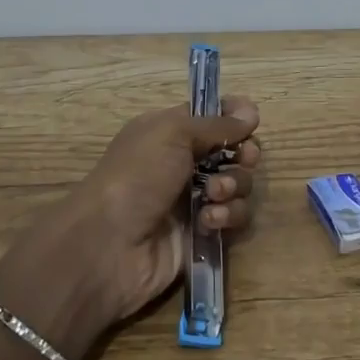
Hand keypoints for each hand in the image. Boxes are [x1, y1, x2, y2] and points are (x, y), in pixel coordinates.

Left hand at [0, 98, 261, 357]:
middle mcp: (184, 163)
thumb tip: (250, 114)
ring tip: (213, 196)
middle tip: (244, 158)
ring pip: (238, 184)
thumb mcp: (173, 133)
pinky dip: (227, 216)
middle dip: (244, 154)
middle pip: (234, 150)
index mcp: (170, 132)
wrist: (109, 245)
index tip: (250, 120)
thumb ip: (217, 123)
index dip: (235, 115)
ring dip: (233, 186)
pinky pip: (233, 217)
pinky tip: (209, 221)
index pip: (212, 115)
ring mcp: (194, 199)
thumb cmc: (137, 176)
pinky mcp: (202, 233)